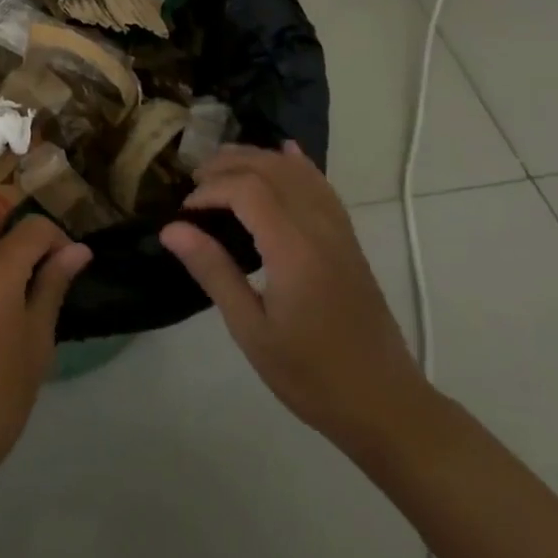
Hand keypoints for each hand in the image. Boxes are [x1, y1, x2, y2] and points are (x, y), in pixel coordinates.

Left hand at [0, 212, 91, 484]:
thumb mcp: (37, 343)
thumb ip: (53, 287)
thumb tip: (78, 249)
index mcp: (0, 272)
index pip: (35, 230)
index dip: (58, 241)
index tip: (69, 266)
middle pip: (6, 242)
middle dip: (32, 256)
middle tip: (46, 290)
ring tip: (16, 290)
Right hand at [159, 141, 433, 455]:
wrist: (386, 405)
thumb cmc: (312, 376)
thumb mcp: (252, 331)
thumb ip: (213, 272)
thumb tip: (171, 229)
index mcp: (294, 249)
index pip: (246, 190)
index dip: (210, 190)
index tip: (184, 212)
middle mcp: (319, 227)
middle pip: (270, 169)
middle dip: (228, 165)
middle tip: (194, 183)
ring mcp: (339, 230)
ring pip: (297, 172)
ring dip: (257, 158)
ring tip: (222, 166)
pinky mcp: (349, 239)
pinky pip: (322, 186)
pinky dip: (299, 164)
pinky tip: (286, 152)